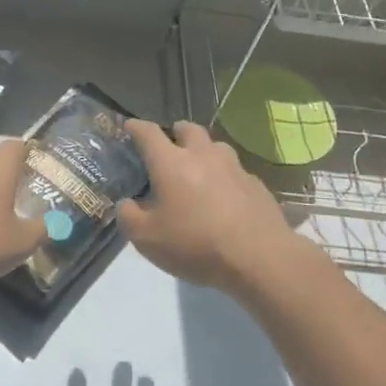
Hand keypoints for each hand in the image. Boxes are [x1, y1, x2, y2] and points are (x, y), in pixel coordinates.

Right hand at [116, 120, 297, 291]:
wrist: (259, 258)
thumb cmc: (195, 244)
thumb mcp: (146, 239)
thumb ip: (129, 216)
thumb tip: (127, 203)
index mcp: (171, 162)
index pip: (148, 133)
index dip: (135, 127)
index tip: (129, 127)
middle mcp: (203, 155)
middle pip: (188, 129)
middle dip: (175, 132)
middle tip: (168, 147)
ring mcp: (234, 167)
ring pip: (215, 147)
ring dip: (203, 152)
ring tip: (198, 171)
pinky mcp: (256, 184)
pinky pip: (235, 172)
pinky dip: (224, 177)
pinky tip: (224, 198)